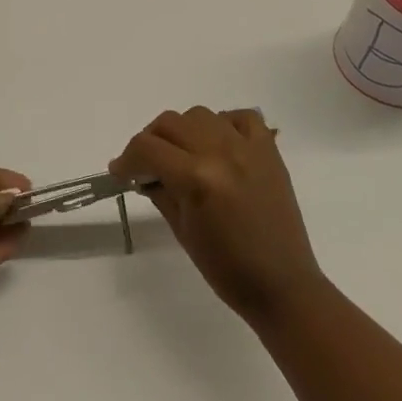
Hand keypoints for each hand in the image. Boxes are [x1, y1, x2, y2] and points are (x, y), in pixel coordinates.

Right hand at [111, 107, 326, 326]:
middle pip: (170, 123)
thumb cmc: (226, 268)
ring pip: (201, 115)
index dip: (126, 159)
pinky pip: (242, 117)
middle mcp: (221, 152)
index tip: (119, 171)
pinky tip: (218, 144)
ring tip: (182, 154)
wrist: (282, 285)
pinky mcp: (269, 151)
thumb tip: (141, 173)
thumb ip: (160, 192)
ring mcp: (248, 148)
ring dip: (183, 130)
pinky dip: (224, 123)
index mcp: (197, 178)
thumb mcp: (181, 230)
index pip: (147, 148)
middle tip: (146, 164)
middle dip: (150, 141)